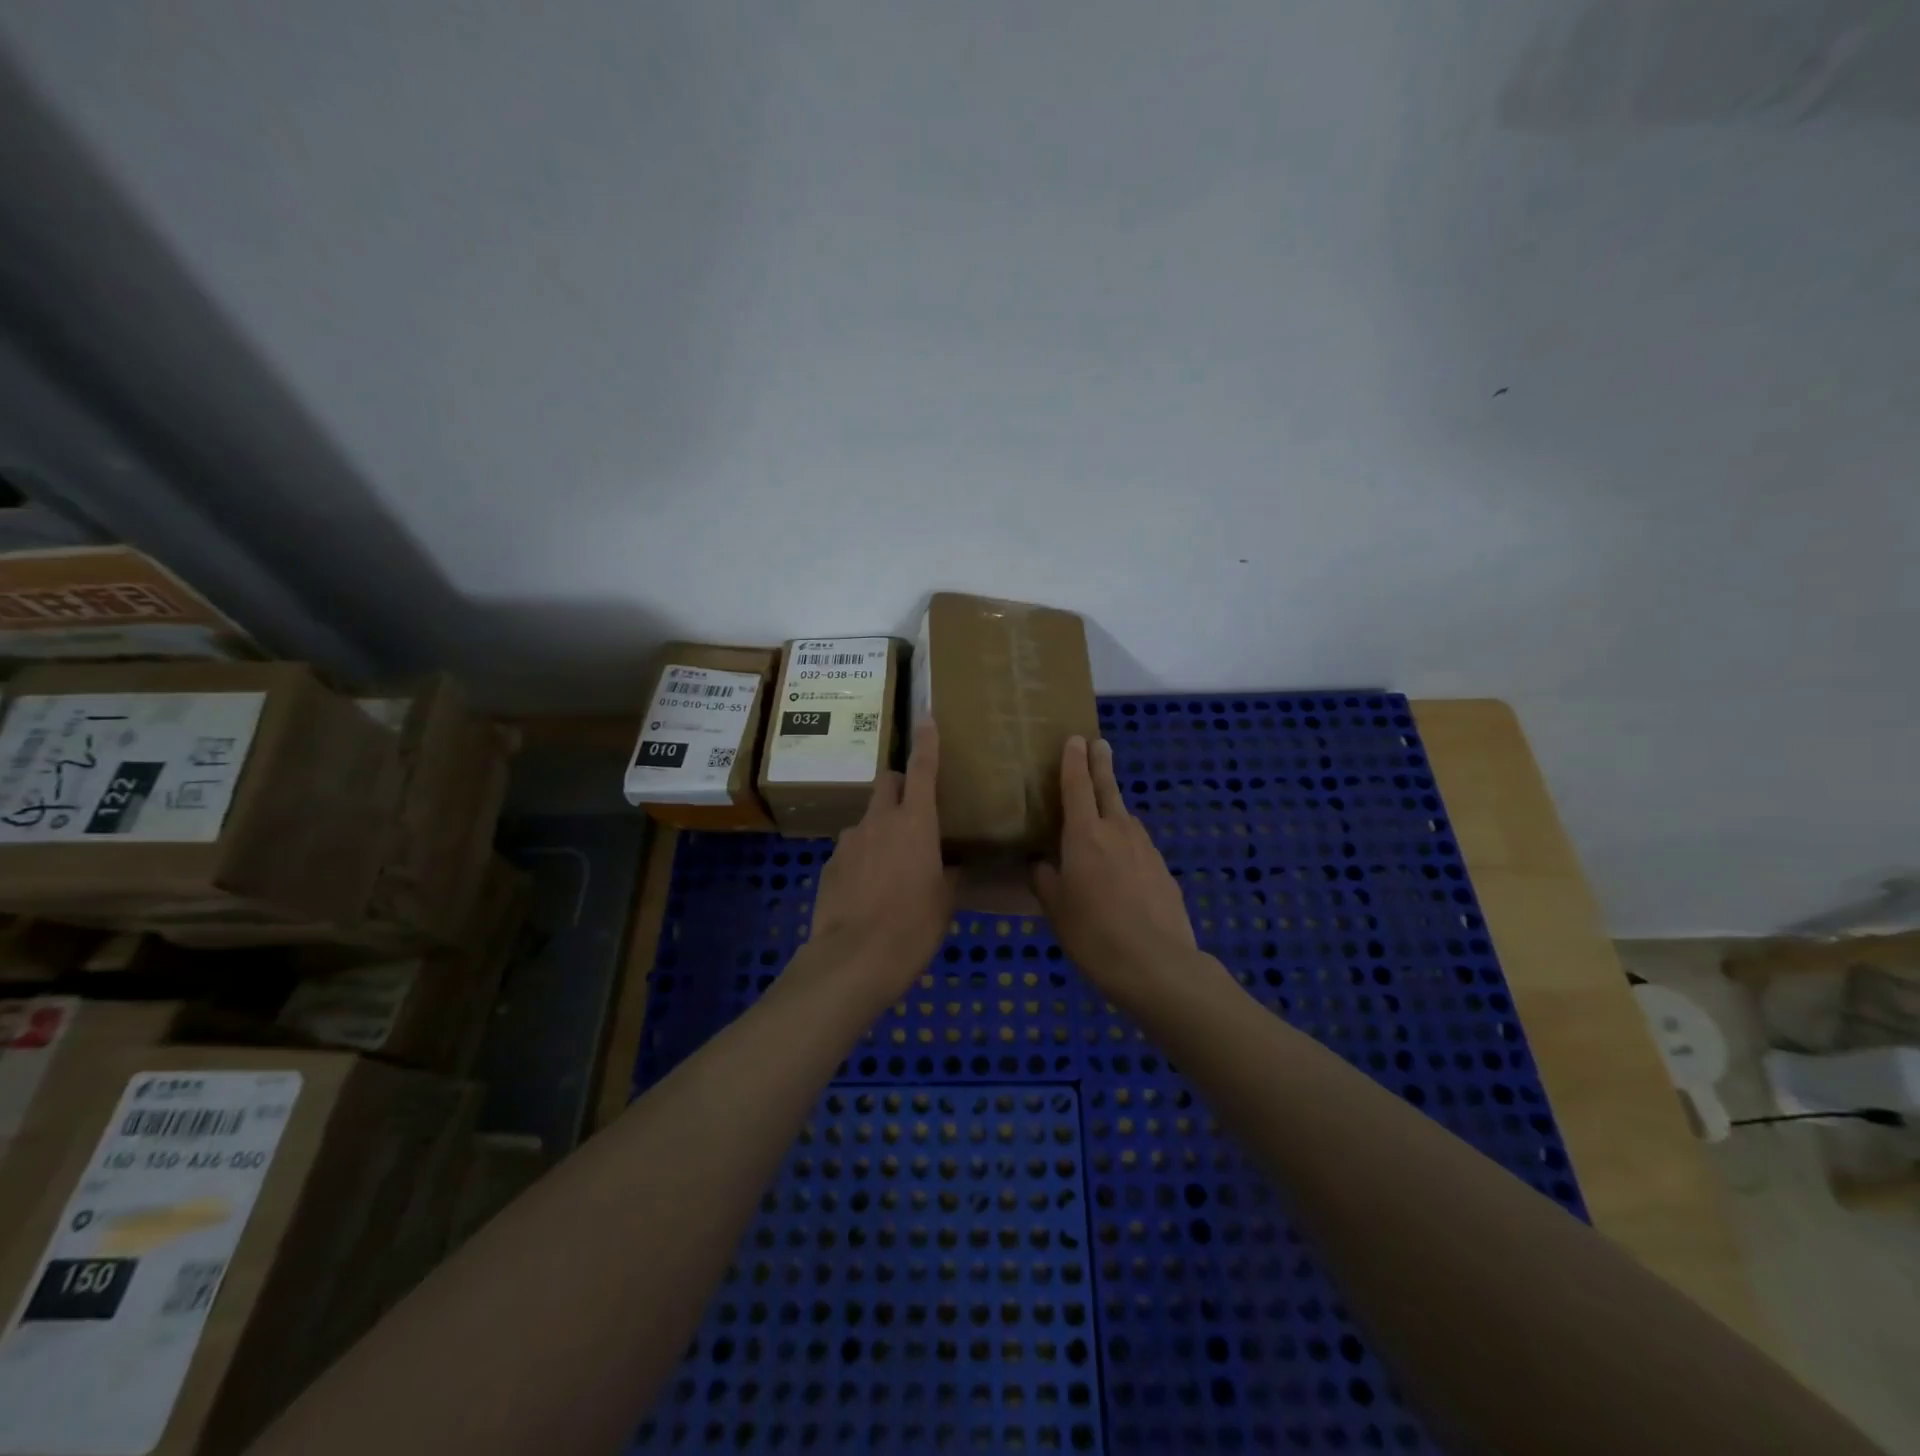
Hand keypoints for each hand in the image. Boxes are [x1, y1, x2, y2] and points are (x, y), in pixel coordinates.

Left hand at [811, 720, 958, 998]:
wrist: (853, 959)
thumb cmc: (912, 926)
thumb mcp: (944, 902)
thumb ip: (949, 875)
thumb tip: (953, 867)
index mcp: (915, 823)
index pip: (922, 769)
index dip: (926, 742)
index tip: (926, 718)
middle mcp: (879, 821)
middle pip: (887, 782)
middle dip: (899, 784)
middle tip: (914, 809)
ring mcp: (850, 840)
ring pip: (867, 818)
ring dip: (880, 827)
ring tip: (891, 863)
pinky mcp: (829, 864)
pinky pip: (851, 848)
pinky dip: (862, 856)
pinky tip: (868, 889)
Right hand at [1034, 736, 1198, 1004]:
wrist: (1157, 965)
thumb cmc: (1094, 934)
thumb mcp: (1056, 909)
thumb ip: (1045, 880)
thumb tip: (1040, 864)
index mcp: (1085, 835)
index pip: (1077, 786)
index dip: (1073, 761)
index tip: (1075, 739)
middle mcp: (1117, 831)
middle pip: (1108, 788)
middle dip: (1101, 764)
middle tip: (1099, 744)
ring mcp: (1145, 849)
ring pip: (1126, 817)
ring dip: (1115, 805)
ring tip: (1104, 809)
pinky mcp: (1163, 870)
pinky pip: (1139, 844)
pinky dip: (1127, 840)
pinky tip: (1122, 860)